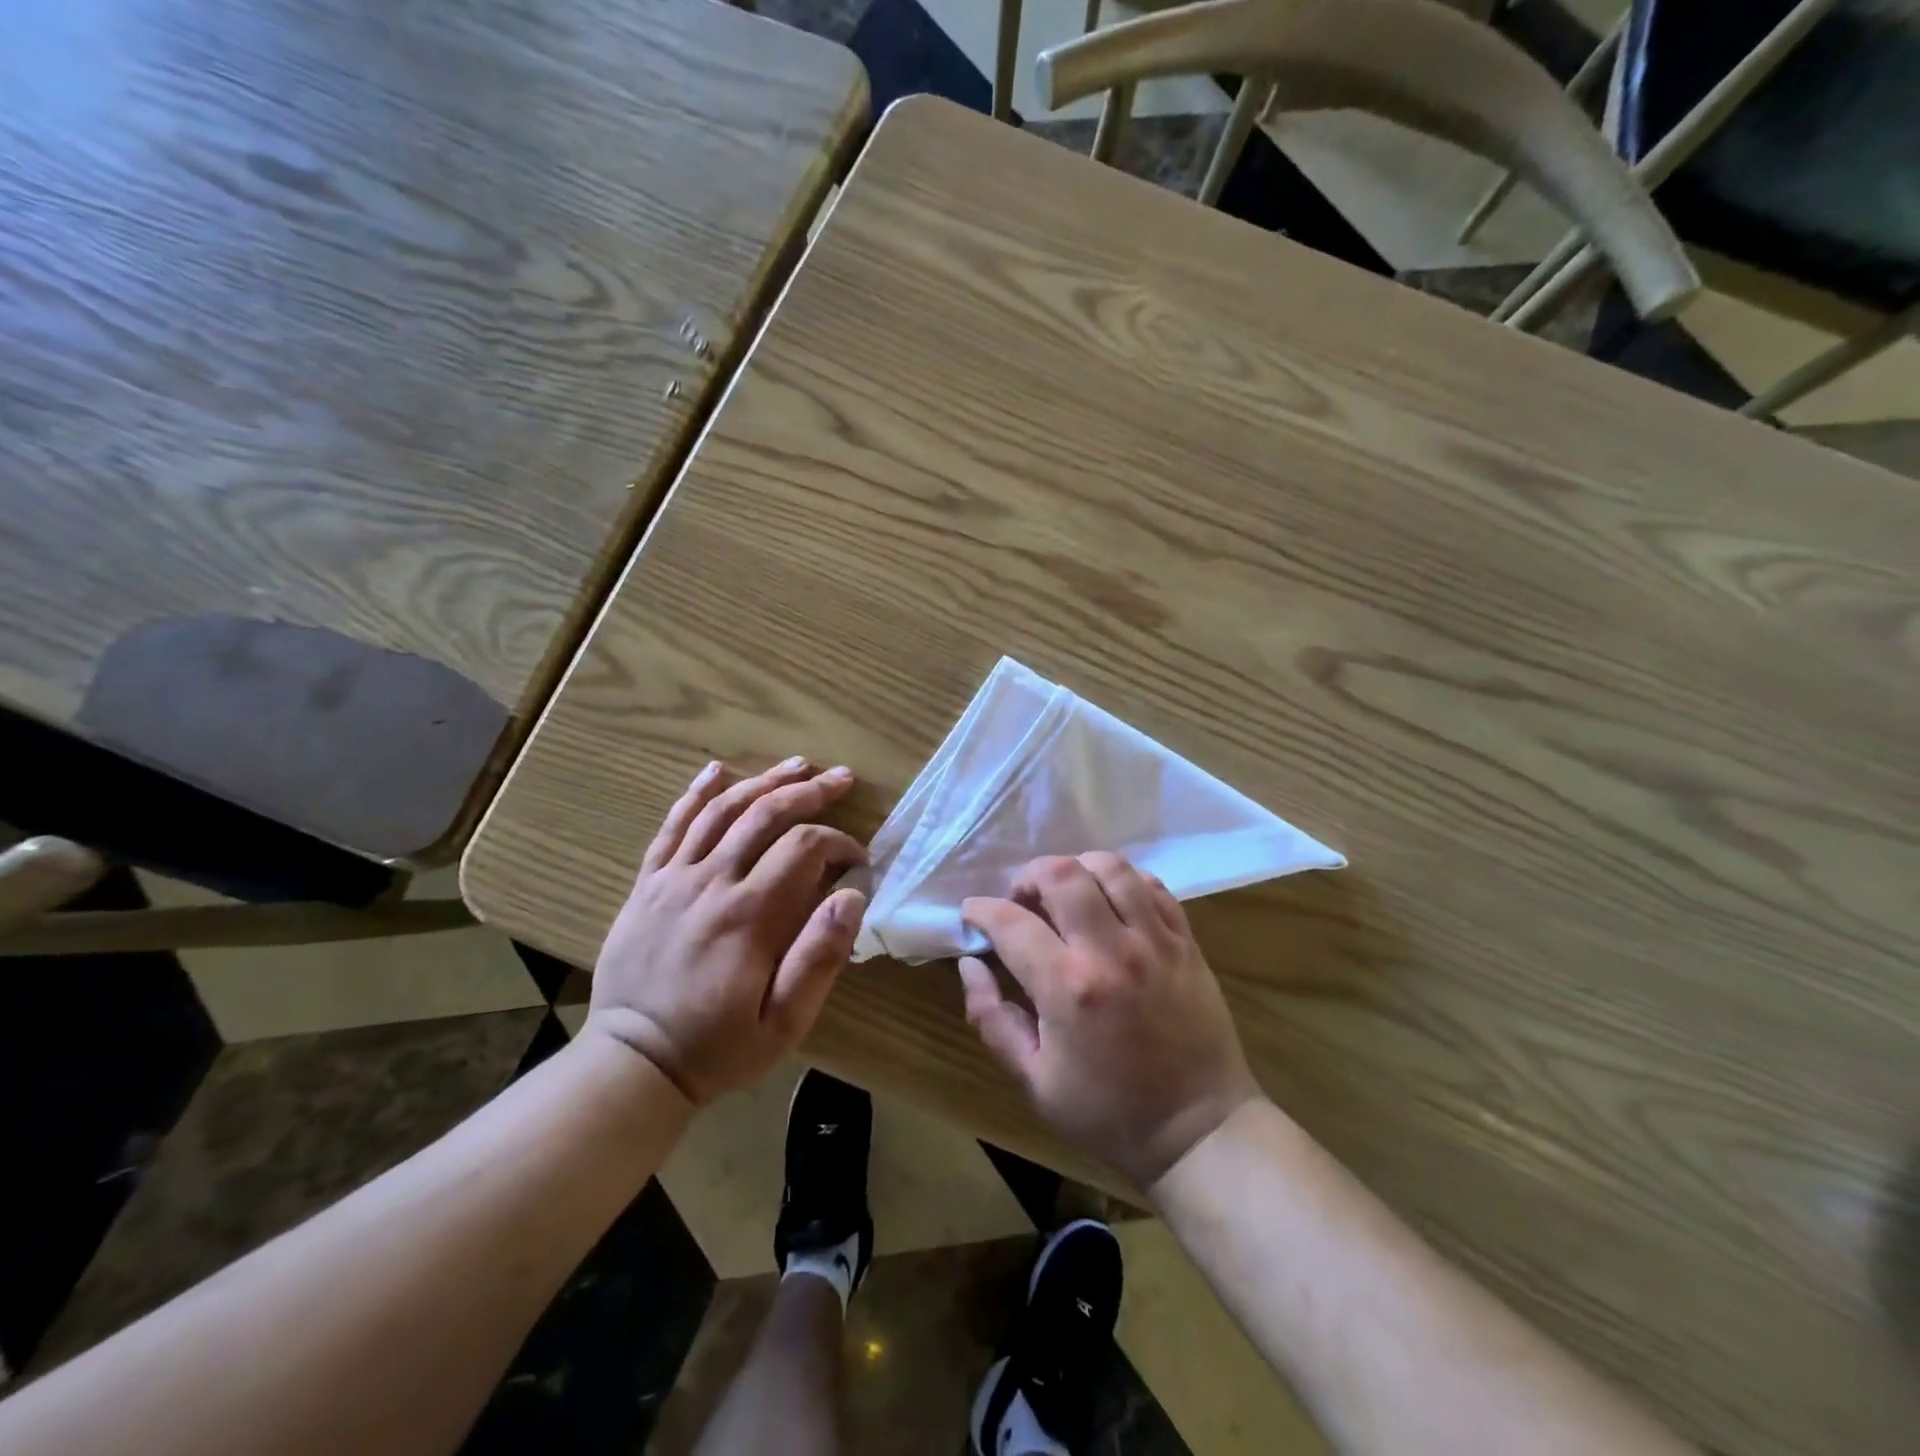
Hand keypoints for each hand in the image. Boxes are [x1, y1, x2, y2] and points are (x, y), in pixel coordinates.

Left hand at [586, 758, 868, 1105]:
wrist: (633, 1063)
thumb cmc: (718, 1046)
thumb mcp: (784, 1022)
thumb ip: (820, 957)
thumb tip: (852, 896)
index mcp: (749, 915)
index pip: (803, 848)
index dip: (838, 842)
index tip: (857, 859)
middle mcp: (711, 883)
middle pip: (764, 815)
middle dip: (809, 791)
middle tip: (841, 777)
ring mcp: (673, 879)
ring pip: (721, 811)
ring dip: (762, 781)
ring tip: (796, 765)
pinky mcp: (647, 885)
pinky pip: (671, 827)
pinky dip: (695, 794)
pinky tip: (716, 770)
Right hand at [960, 853, 1261, 1188]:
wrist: (1199, 1130)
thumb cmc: (1108, 1112)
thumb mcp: (1034, 1081)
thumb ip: (992, 1018)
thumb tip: (969, 964)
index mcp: (1067, 988)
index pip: (1011, 922)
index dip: (982, 910)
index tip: (973, 913)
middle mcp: (1111, 951)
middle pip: (1061, 874)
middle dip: (1028, 876)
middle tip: (1021, 902)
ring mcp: (1155, 941)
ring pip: (1110, 868)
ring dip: (1077, 869)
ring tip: (1065, 893)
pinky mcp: (1186, 942)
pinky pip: (1152, 886)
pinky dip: (1123, 880)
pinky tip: (1110, 901)